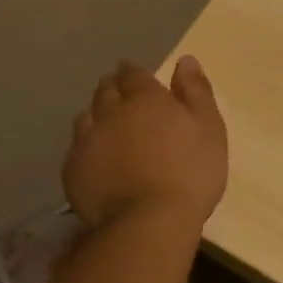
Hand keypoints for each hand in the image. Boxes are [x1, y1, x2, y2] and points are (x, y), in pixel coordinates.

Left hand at [62, 57, 226, 229]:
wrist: (149, 222)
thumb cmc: (190, 172)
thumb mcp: (209, 128)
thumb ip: (196, 92)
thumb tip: (185, 61)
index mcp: (145, 99)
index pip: (132, 74)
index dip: (132, 72)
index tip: (133, 73)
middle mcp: (110, 113)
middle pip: (105, 91)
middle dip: (112, 87)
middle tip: (118, 92)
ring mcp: (87, 142)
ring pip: (86, 118)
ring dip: (95, 115)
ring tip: (103, 123)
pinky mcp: (73, 171)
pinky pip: (75, 149)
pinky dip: (84, 147)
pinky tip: (92, 157)